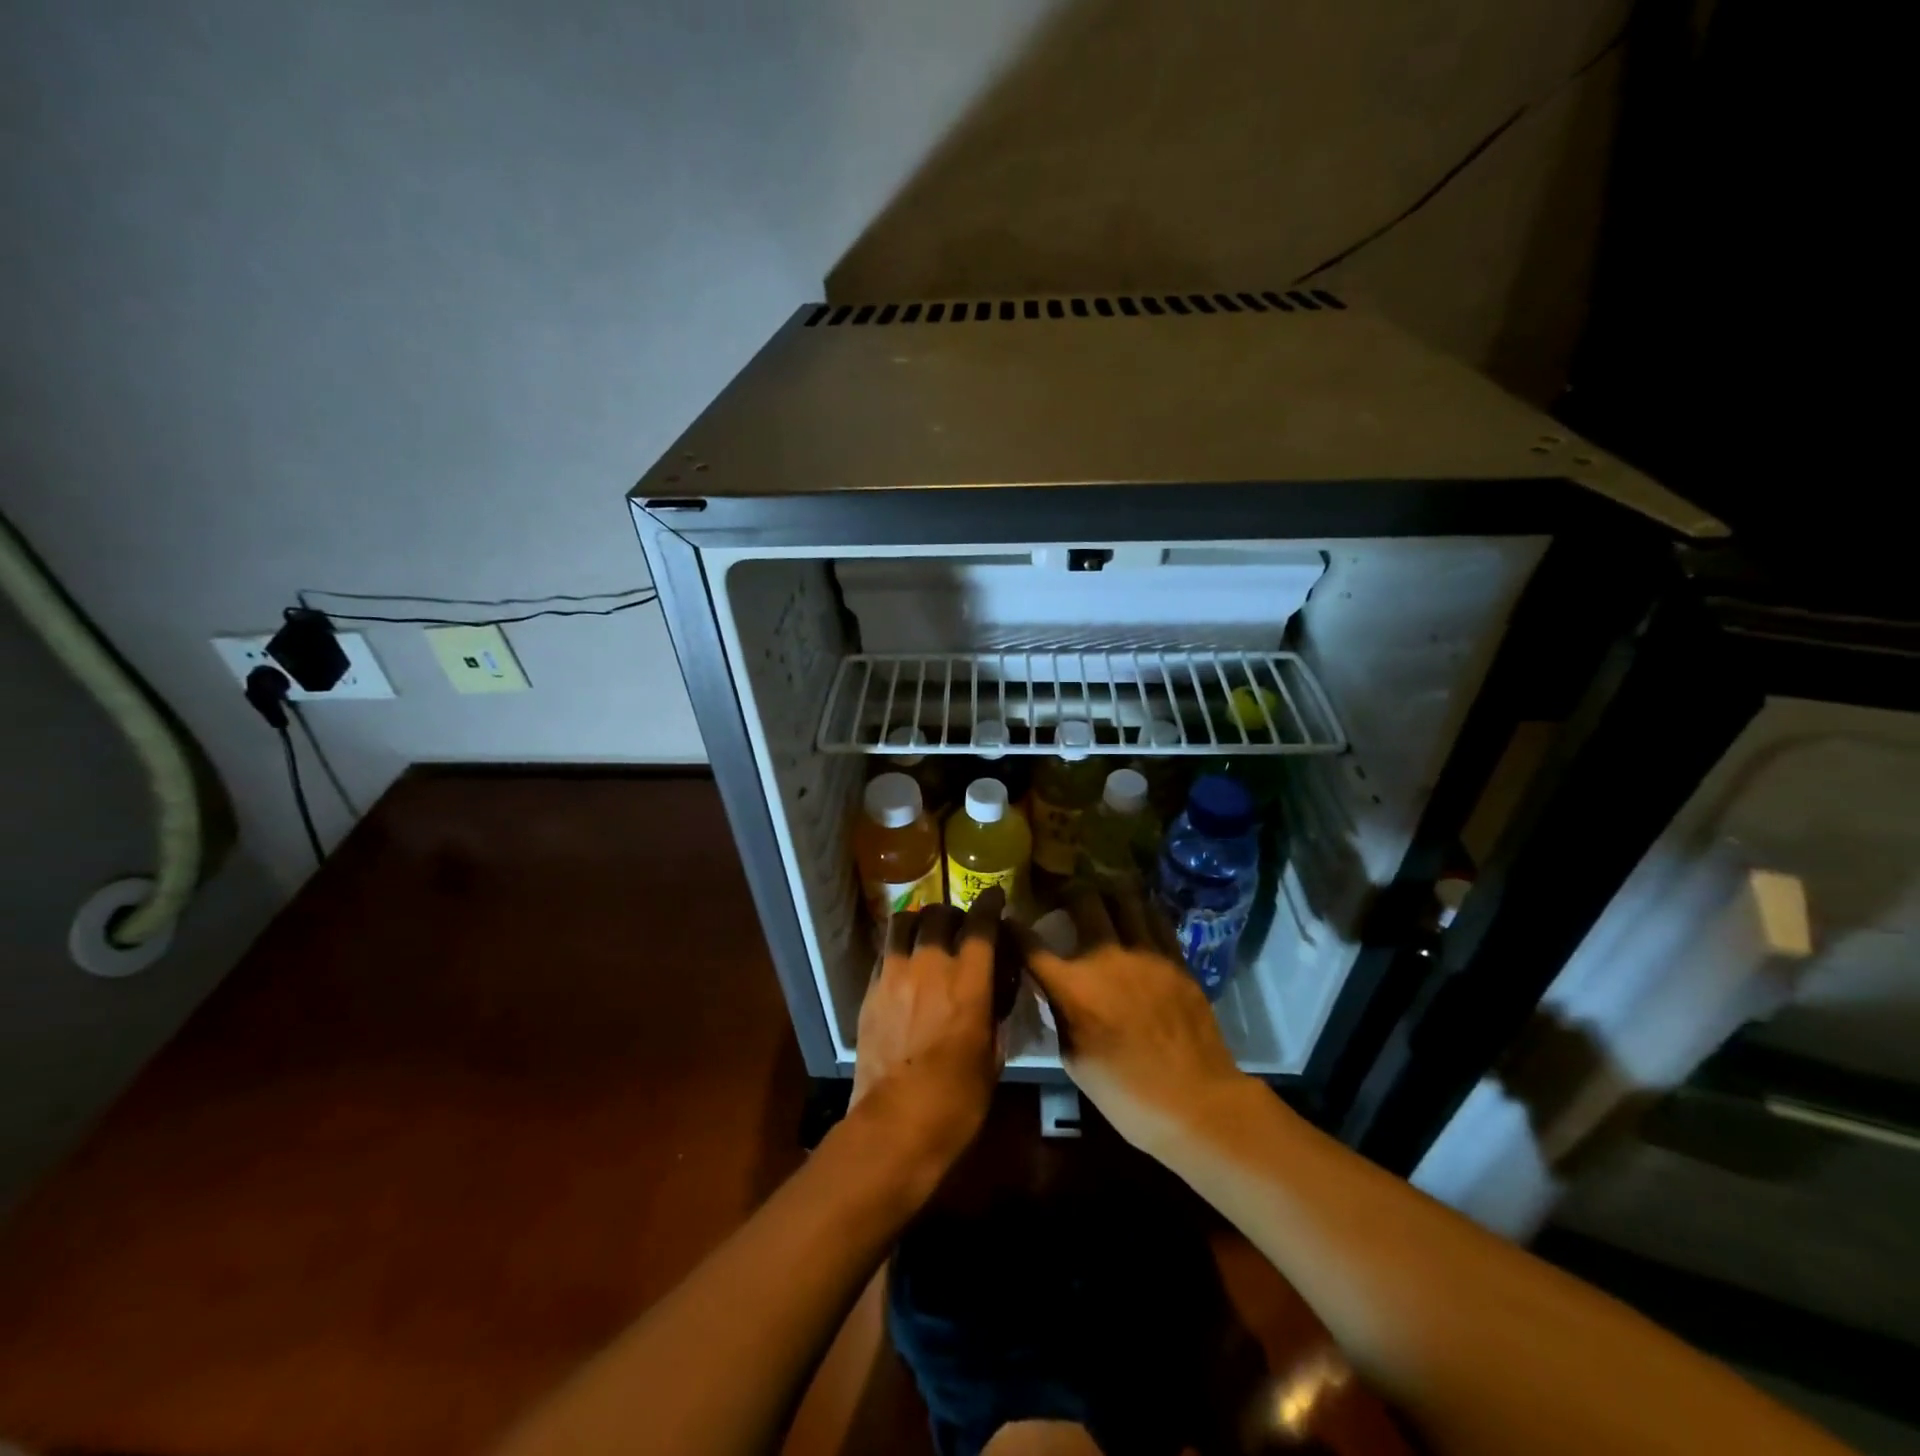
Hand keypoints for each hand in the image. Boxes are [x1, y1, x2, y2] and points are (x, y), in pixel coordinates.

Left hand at [850, 889, 1003, 1175]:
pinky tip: (905, 963)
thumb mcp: (993, 1055)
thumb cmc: (958, 1099)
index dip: (989, 904)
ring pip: (904, 923)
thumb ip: (993, 1012)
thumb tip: (993, 991)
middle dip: (953, 914)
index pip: (980, 924)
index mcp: (968, 981)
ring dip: (920, 922)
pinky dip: (899, 947)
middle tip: (959, 926)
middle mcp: (930, 966)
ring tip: (926, 935)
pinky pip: (885, 951)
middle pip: (939, 915)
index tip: (994, 896)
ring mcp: (895, 974)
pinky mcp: (870, 989)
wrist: (896, 1124)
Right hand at [1024, 887, 1250, 1157]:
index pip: (1031, 944)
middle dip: (1064, 889)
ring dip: (1106, 888)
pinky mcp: (1176, 958)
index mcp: (1074, 987)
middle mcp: (1107, 957)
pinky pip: (1156, 917)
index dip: (1013, 927)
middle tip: (1058, 891)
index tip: (1008, 918)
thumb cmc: (1126, 1093)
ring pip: (1124, 897)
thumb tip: (1055, 989)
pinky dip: (1140, 907)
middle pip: (1082, 900)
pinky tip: (1135, 909)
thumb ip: (1060, 1014)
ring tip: (1098, 888)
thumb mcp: (1074, 1059)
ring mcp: (1147, 952)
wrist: (1196, 1102)